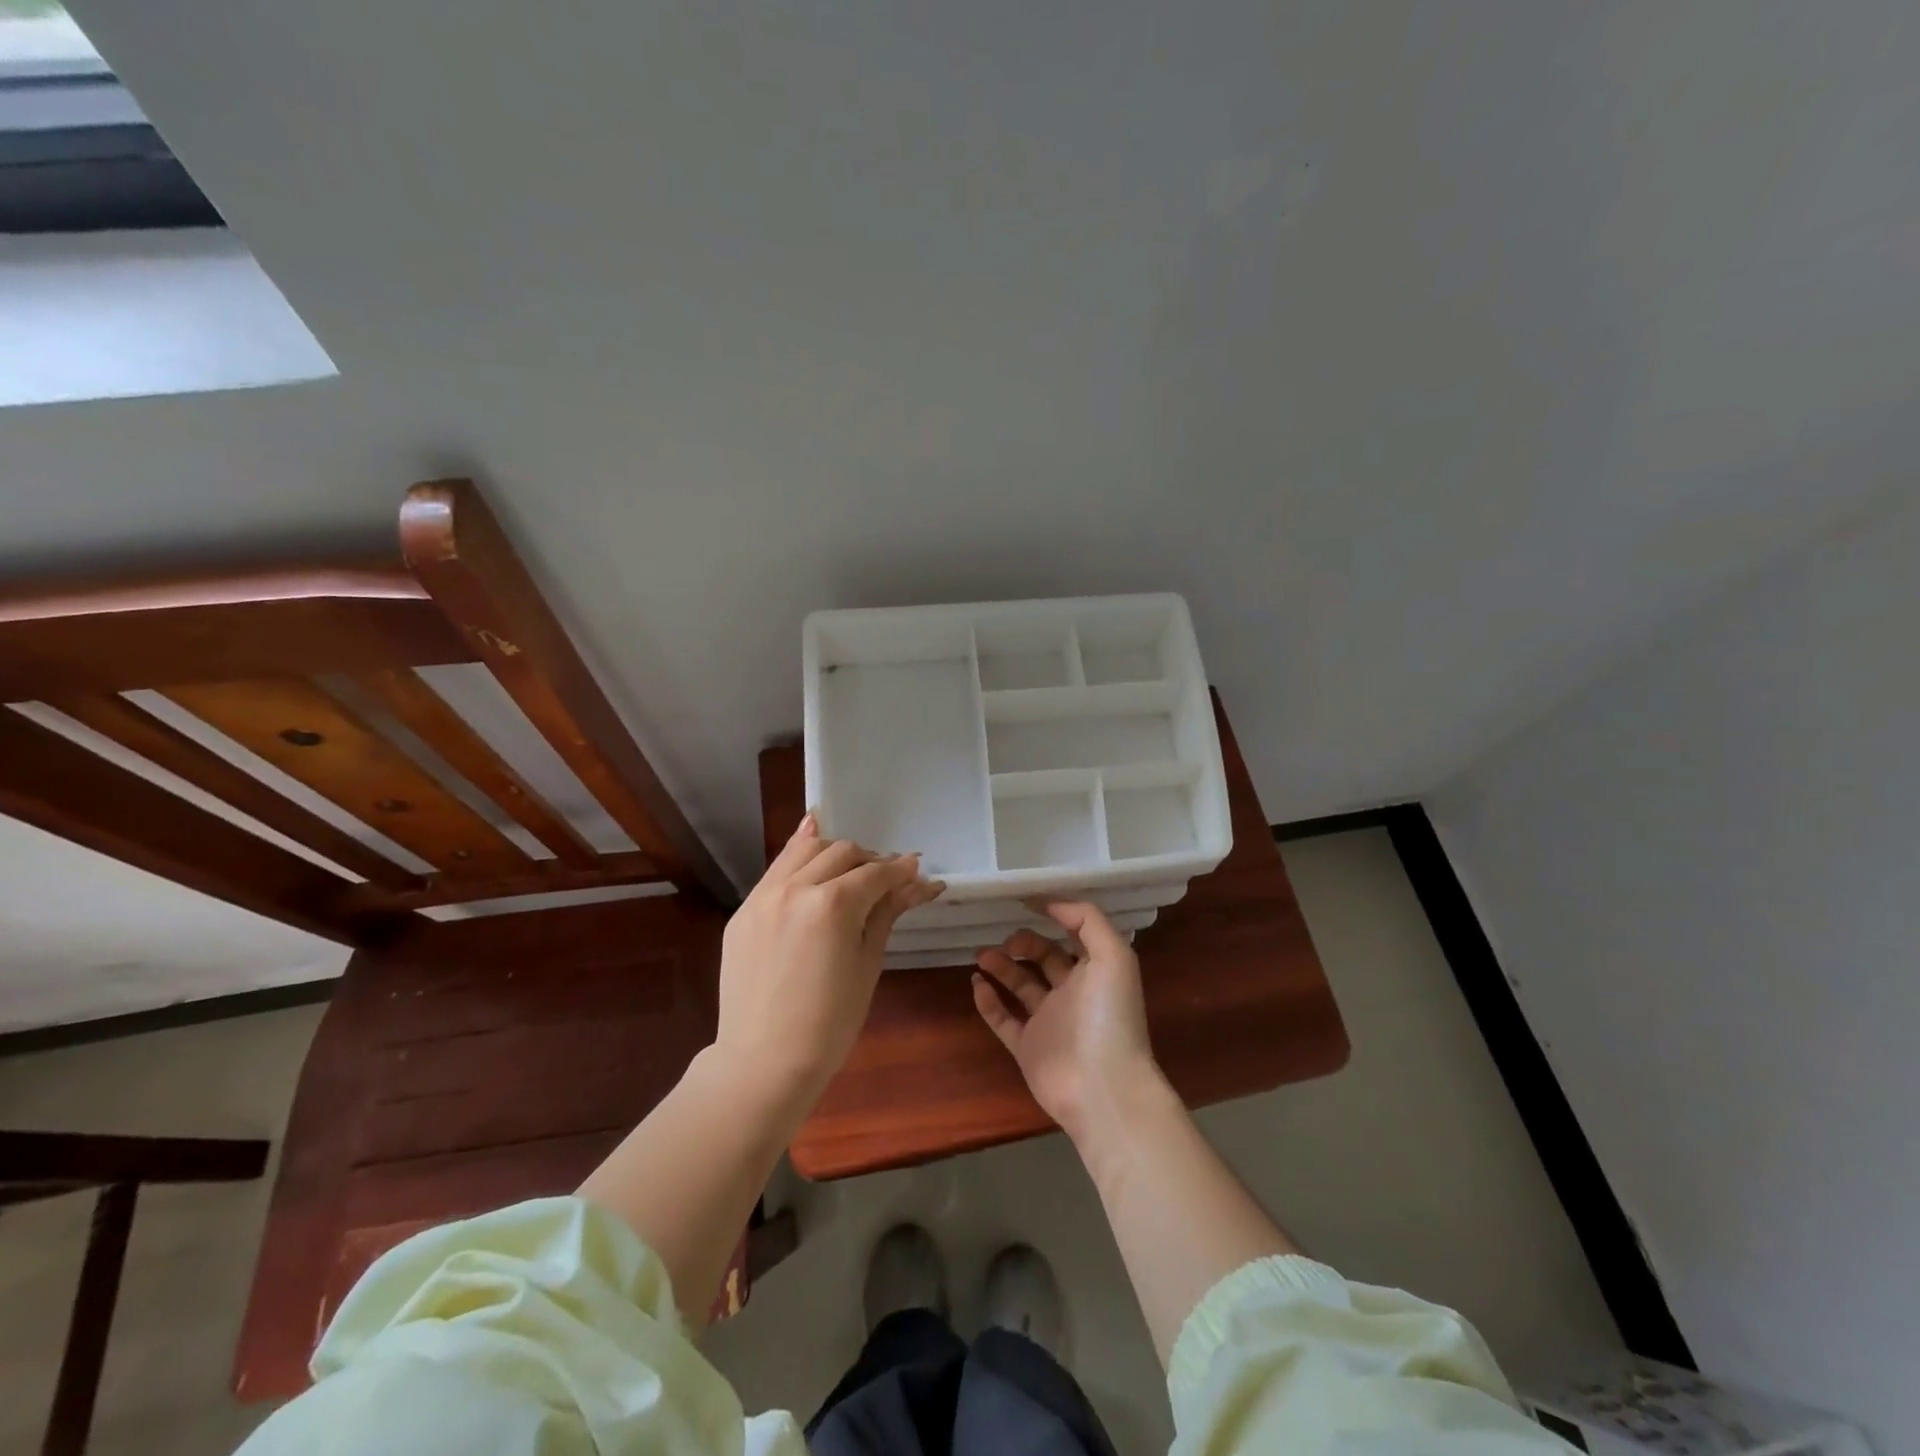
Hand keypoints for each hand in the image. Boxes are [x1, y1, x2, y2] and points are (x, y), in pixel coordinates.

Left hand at [715, 813, 943, 1101]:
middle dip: (870, 861)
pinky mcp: (744, 910)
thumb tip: (921, 881)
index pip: (876, 873)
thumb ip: (888, 912)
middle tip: (887, 880)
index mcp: (832, 905)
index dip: (901, 871)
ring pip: (806, 849)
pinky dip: (799, 858)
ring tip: (850, 872)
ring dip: (834, 853)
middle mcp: (796, 888)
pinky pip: (776, 870)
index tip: (917, 870)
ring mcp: (764, 897)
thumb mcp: (868, 964)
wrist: (764, 1062)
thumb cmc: (830, 1023)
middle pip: (843, 852)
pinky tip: (813, 852)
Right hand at [972, 901, 1161, 1141]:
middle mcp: (1073, 994)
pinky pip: (1003, 1020)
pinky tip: (976, 983)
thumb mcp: (1114, 956)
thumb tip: (1053, 904)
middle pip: (1044, 959)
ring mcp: (1048, 1022)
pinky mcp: (1027, 1048)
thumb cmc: (1110, 1016)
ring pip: (1020, 987)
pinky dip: (988, 1001)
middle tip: (1005, 939)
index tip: (1024, 902)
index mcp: (1095, 972)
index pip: (1074, 936)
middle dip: (1023, 943)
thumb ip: (1088, 921)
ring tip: (981, 954)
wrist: (1102, 1087)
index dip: (1054, 917)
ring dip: (1001, 967)